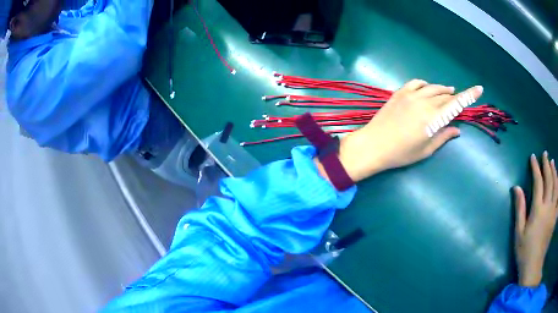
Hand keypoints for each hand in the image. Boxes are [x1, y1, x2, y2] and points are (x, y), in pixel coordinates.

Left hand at [338, 80, 483, 181]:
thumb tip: (457, 130)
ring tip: (448, 93)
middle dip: (454, 98)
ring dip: (442, 90)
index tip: (479, 88)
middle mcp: (424, 102)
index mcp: (433, 118)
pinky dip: (426, 85)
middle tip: (458, 103)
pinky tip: (428, 88)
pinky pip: (416, 83)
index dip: (469, 95)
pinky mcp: (399, 93)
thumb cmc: (401, 153)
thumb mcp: (426, 149)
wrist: (373, 145)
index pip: (456, 103)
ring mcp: (411, 95)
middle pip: (445, 95)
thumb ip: (443, 137)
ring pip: (433, 88)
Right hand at [514, 152, 557, 286]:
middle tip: (545, 154)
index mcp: (538, 210)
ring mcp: (553, 211)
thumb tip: (516, 188)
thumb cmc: (525, 251)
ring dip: (554, 172)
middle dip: (547, 165)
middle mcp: (548, 207)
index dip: (536, 168)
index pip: (538, 182)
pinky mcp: (555, 217)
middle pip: (549, 180)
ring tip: (552, 162)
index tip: (533, 157)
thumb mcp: (519, 233)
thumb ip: (520, 209)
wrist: (534, 266)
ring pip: (556, 186)